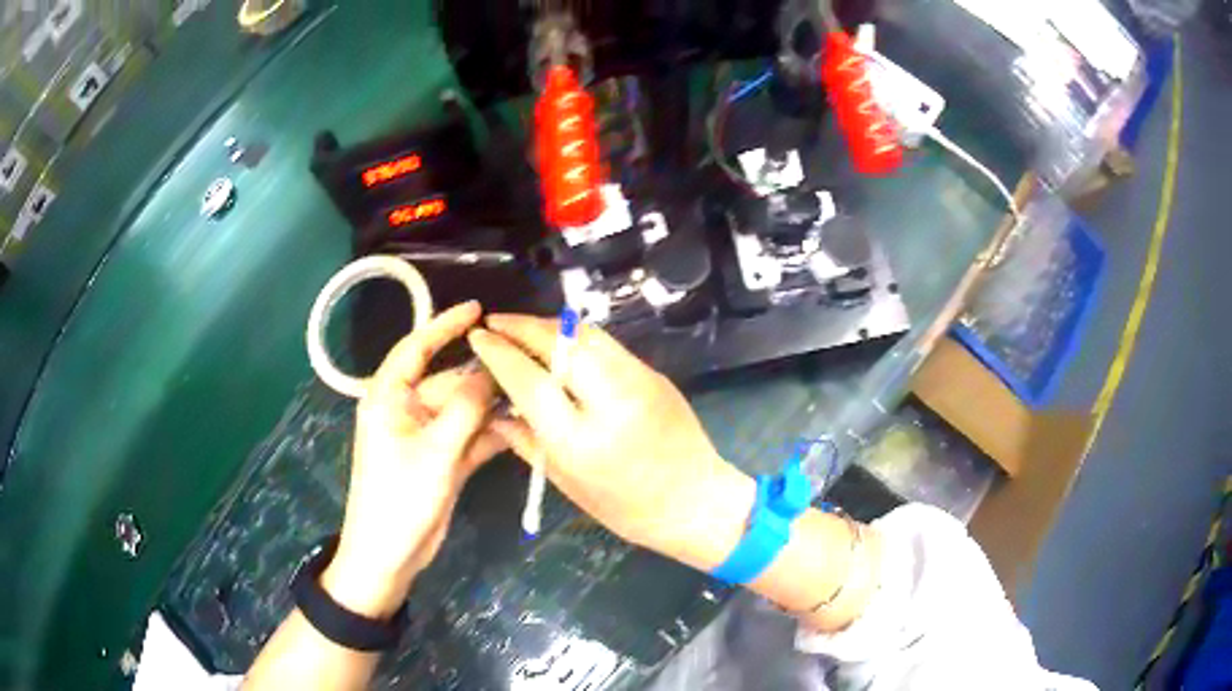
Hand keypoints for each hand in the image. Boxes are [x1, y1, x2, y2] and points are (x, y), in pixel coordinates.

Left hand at [321, 302, 505, 618]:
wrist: (389, 555)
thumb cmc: (400, 498)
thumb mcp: (434, 451)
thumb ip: (465, 408)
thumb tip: (492, 370)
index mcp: (389, 398)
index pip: (416, 348)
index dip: (444, 326)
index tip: (477, 310)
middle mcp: (407, 410)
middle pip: (448, 380)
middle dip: (483, 374)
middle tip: (526, 362)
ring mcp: (427, 437)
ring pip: (464, 410)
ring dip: (493, 405)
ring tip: (534, 392)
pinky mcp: (442, 460)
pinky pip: (471, 437)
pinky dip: (493, 434)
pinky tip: (524, 428)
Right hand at [468, 314, 754, 570]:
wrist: (695, 500)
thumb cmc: (626, 507)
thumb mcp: (566, 483)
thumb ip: (526, 441)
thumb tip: (494, 410)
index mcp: (581, 438)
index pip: (529, 378)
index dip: (498, 352)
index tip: (478, 336)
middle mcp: (610, 398)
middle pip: (557, 341)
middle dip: (520, 325)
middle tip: (495, 322)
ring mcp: (637, 379)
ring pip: (584, 333)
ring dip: (548, 324)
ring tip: (522, 328)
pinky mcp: (653, 373)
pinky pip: (605, 343)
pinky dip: (575, 336)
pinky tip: (559, 344)